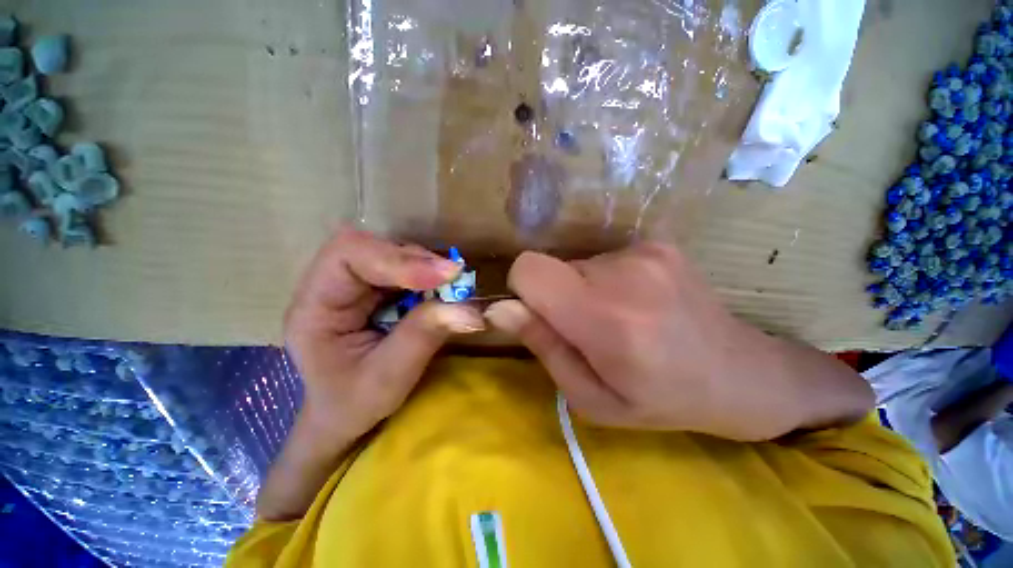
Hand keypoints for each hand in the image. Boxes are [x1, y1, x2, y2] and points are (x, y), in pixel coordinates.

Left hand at [284, 228, 484, 442]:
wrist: (344, 414)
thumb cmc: (354, 403)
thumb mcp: (388, 378)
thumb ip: (425, 336)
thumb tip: (471, 309)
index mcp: (314, 307)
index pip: (347, 255)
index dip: (396, 258)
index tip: (443, 275)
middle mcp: (329, 286)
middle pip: (372, 248)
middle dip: (415, 260)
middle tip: (453, 277)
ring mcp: (354, 285)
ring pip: (391, 253)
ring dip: (426, 266)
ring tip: (451, 285)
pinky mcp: (375, 290)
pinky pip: (404, 269)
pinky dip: (428, 276)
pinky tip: (442, 290)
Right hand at [486, 243, 872, 440]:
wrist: (741, 374)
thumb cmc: (661, 399)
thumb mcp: (591, 397)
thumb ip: (543, 346)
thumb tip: (502, 308)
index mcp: (607, 319)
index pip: (529, 269)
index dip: (522, 289)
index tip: (539, 315)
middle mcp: (626, 273)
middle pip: (552, 267)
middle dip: (557, 297)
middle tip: (590, 330)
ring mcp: (646, 252)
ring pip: (577, 263)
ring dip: (583, 290)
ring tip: (619, 319)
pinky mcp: (658, 244)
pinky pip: (603, 258)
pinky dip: (606, 280)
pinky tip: (637, 303)